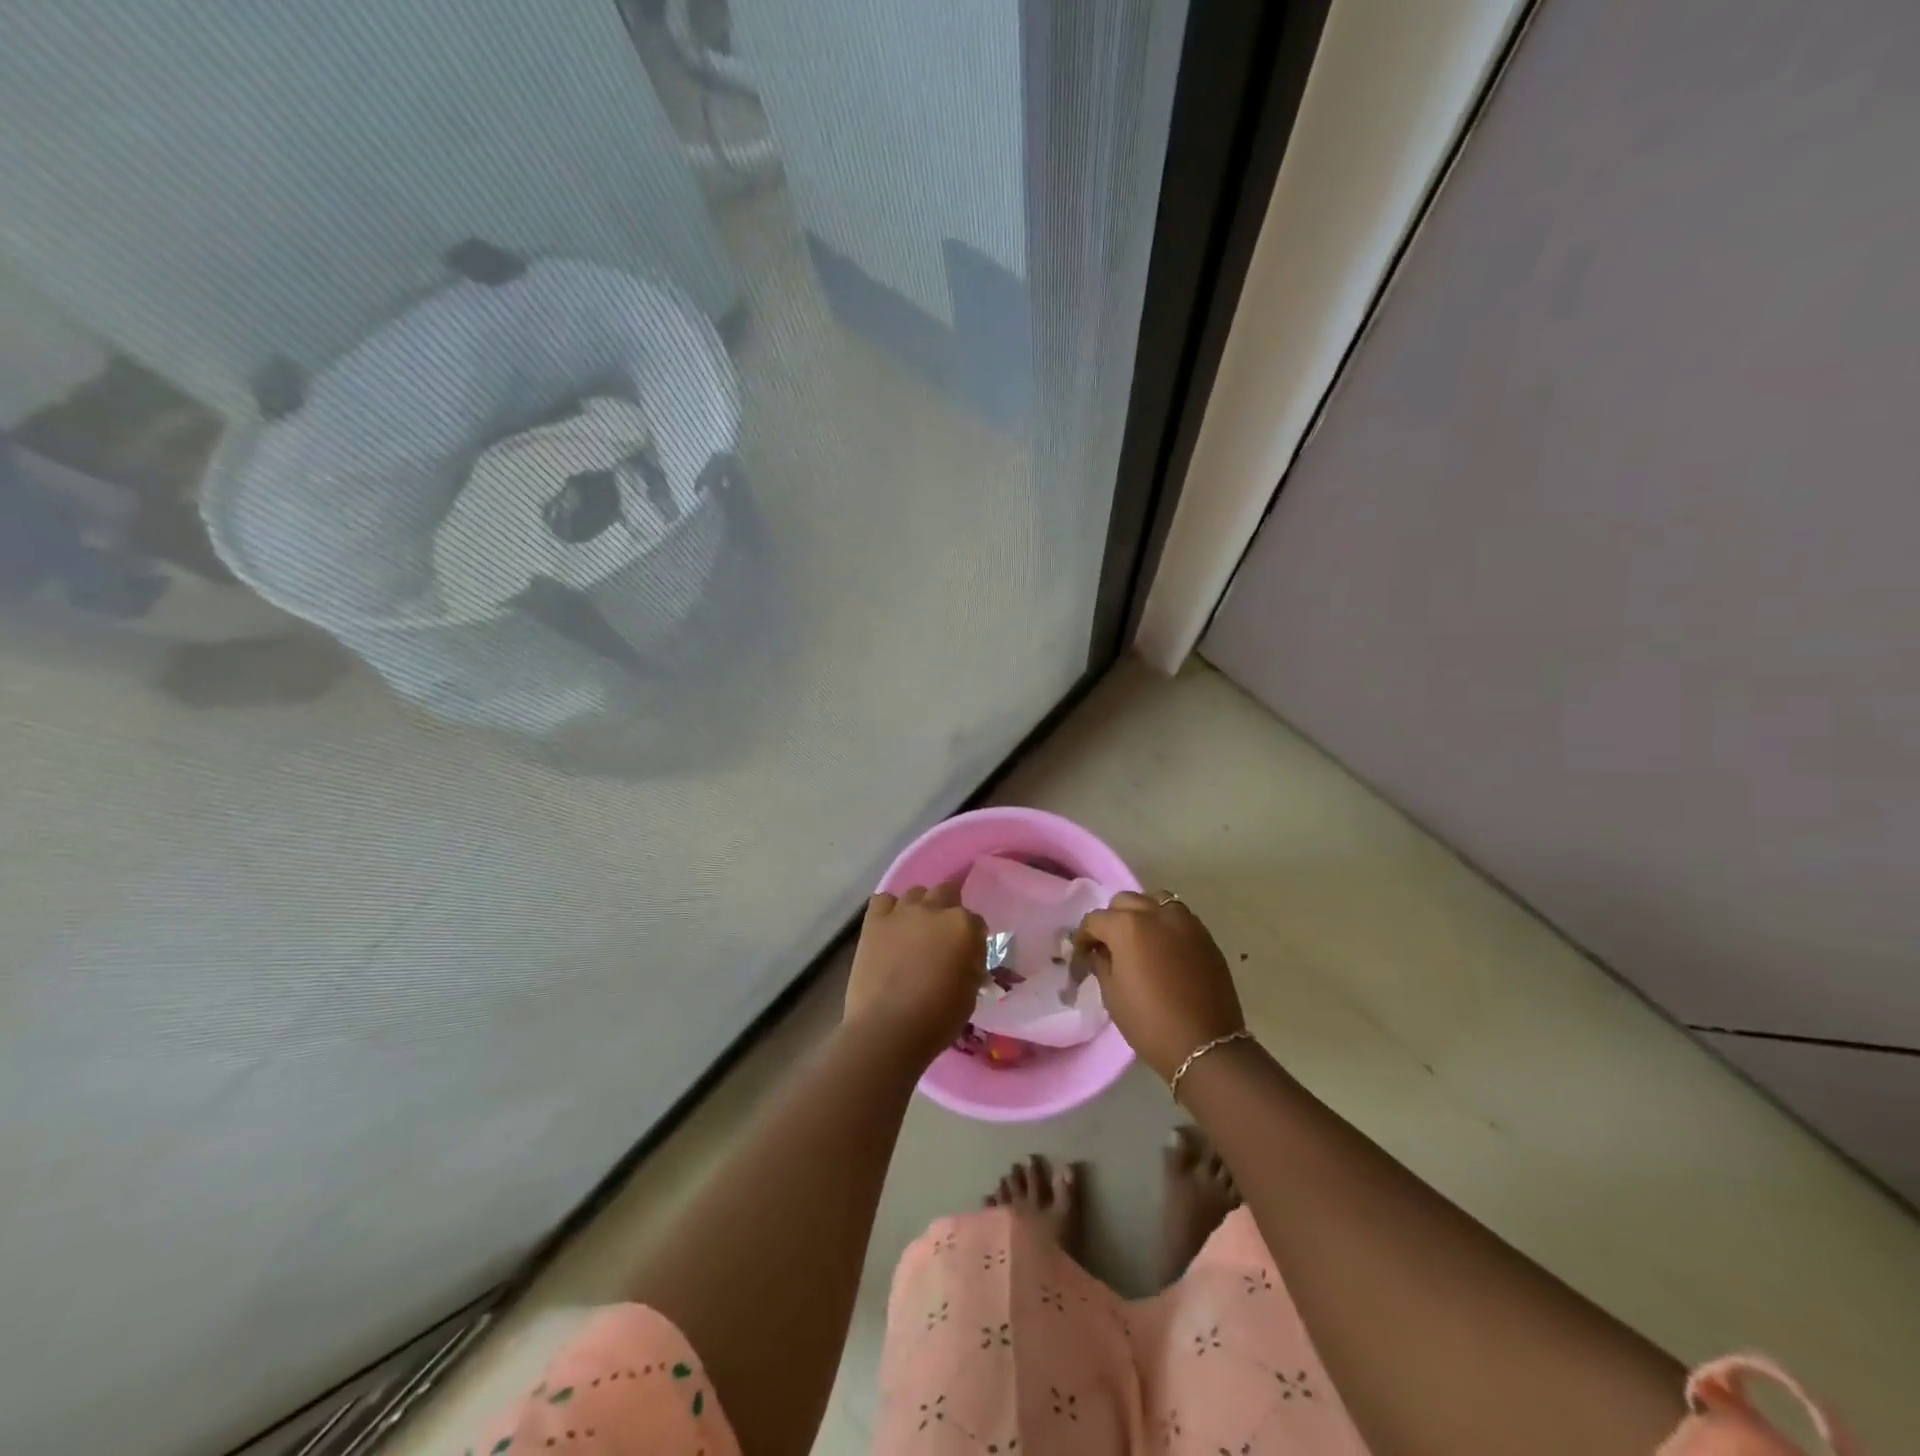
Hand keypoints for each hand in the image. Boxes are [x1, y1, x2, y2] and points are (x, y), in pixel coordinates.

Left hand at [843, 883, 986, 1069]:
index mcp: (963, 926)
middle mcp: (934, 909)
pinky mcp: (874, 921)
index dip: (973, 938)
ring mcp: (902, 912)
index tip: (968, 954)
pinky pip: (884, 900)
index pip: (976, 921)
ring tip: (916, 930)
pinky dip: (889, 909)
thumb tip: (966, 956)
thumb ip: (971, 964)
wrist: (888, 1029)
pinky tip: (891, 926)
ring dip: (921, 906)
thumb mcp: (970, 993)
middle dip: (949, 909)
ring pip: (916, 892)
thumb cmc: (937, 1018)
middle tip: (943, 936)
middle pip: (947, 893)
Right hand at [1074, 891, 1246, 1082]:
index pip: (1095, 919)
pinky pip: (1178, 917)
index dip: (1084, 936)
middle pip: (1125, 902)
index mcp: (1127, 926)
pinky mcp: (1205, 935)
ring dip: (1142, 914)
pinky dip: (1165, 924)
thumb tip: (1100, 951)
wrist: (1205, 1045)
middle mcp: (1156, 913)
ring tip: (1139, 939)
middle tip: (1109, 944)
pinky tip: (1163, 948)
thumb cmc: (1149, 1022)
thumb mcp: (1112, 995)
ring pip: (1155, 901)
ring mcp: (1185, 921)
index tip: (1081, 952)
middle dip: (1112, 919)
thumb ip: (1101, 962)